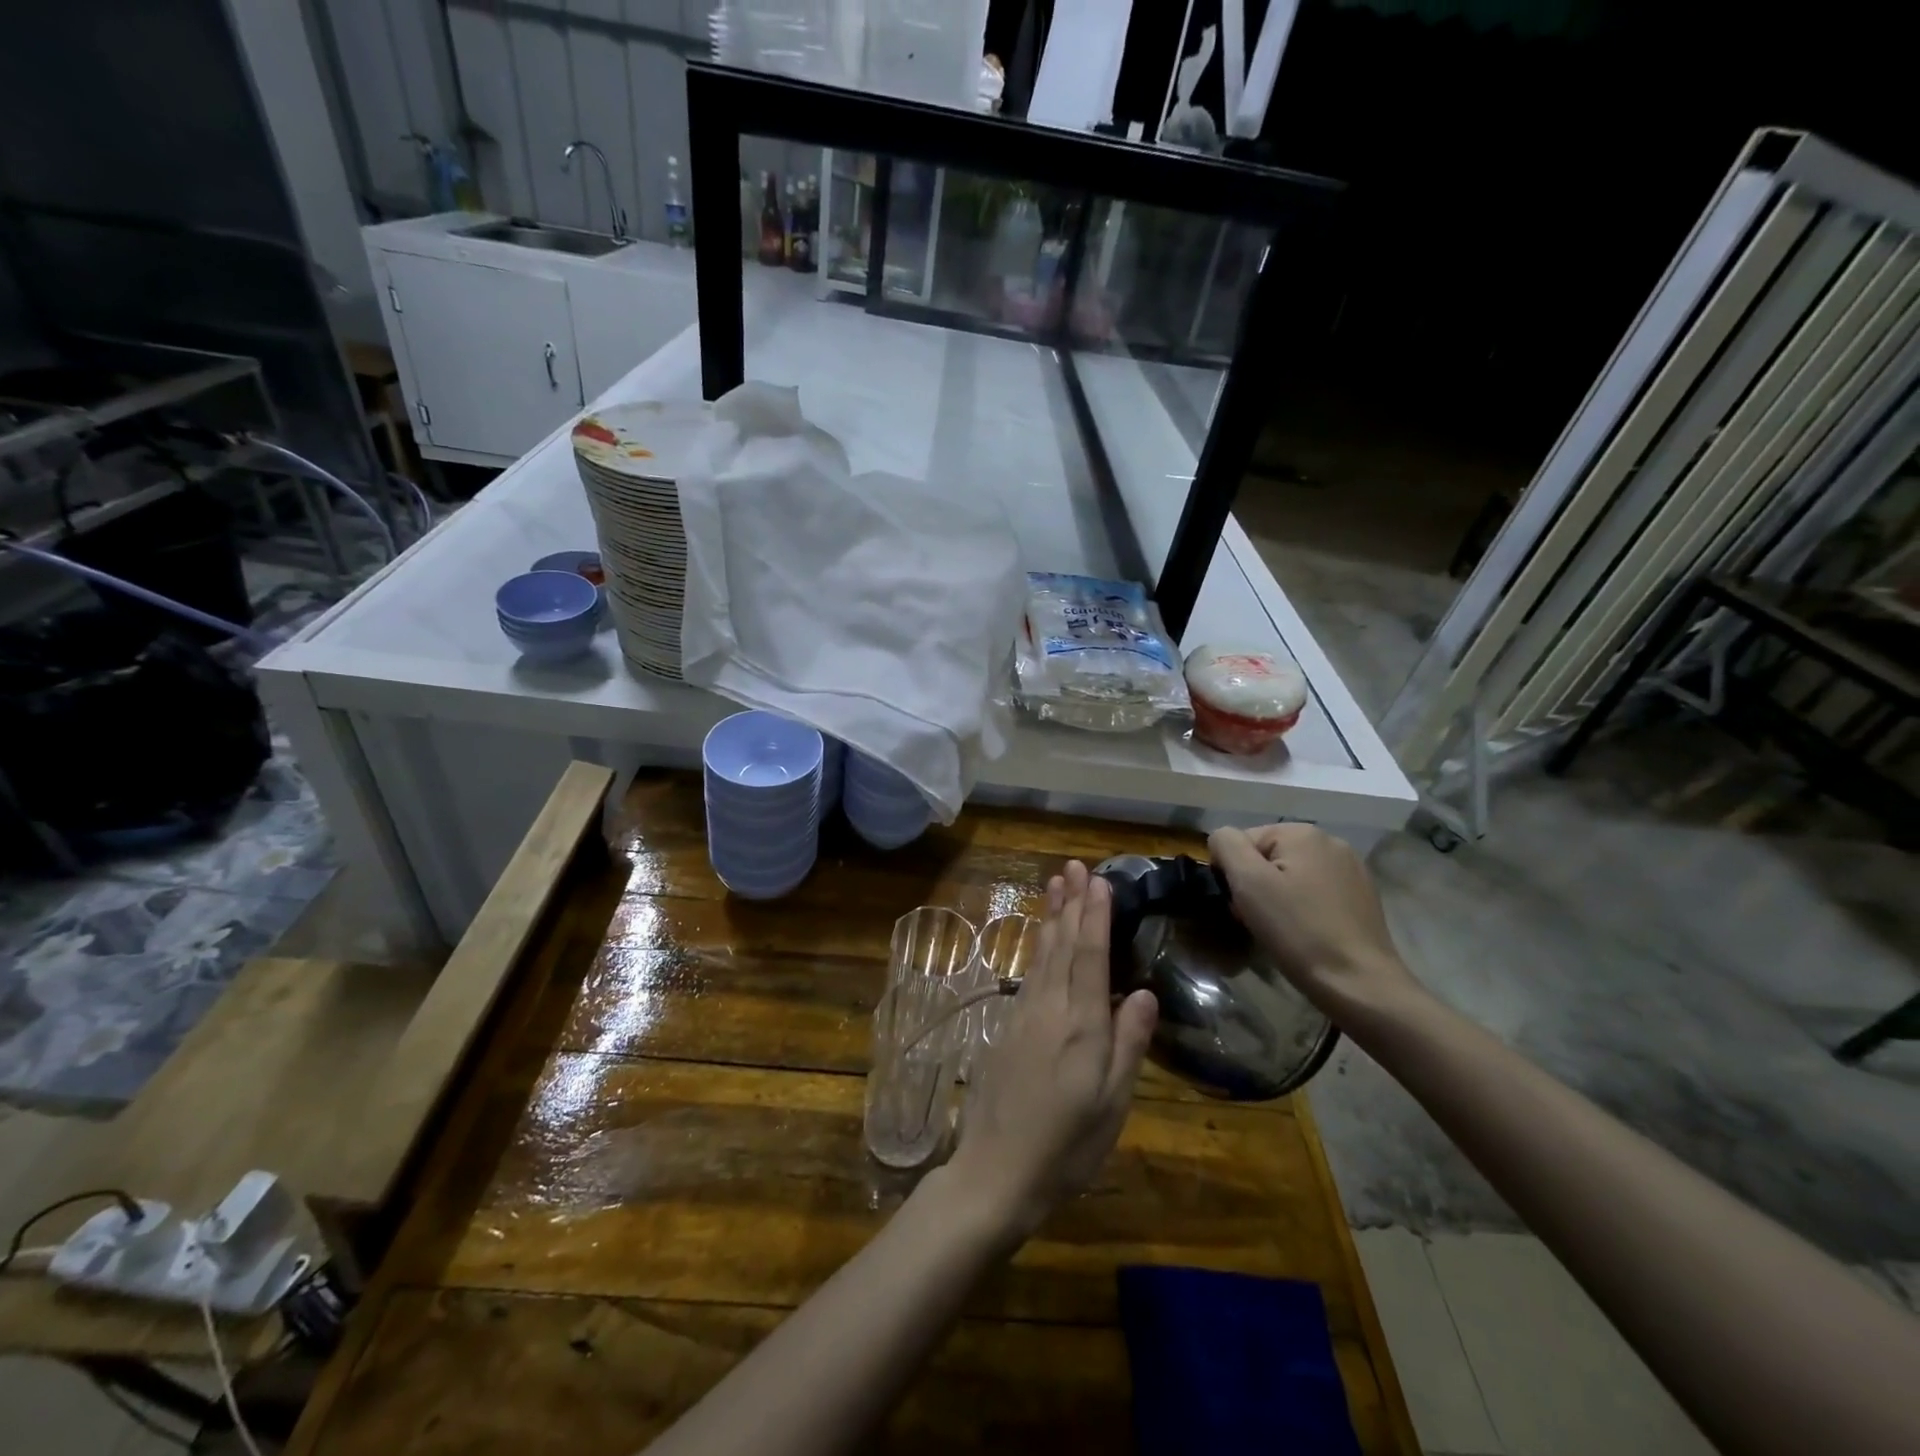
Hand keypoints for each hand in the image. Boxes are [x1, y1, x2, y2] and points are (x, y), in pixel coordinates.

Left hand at [944, 861, 1157, 1243]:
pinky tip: (1042, 939)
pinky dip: (1038, 946)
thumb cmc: (1066, 1145)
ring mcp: (1023, 1015)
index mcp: (1080, 1025)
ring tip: (1055, 885)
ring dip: (1051, 917)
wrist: (995, 1171)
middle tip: (1073, 866)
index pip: (1089, 956)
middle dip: (1070, 903)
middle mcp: (1049, 1008)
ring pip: (1042, 954)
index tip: (1098, 880)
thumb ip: (1128, 1044)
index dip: (1094, 916)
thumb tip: (1143, 992)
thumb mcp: (1112, 1104)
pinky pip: (1029, 972)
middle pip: (1062, 945)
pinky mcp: (1008, 1027)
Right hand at [1207, 824, 1416, 1011]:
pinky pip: (1315, 892)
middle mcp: (1330, 841)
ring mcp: (1351, 869)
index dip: (1234, 874)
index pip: (1243, 842)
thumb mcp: (1248, 882)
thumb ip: (1227, 845)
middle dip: (1256, 886)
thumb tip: (1222, 839)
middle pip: (1268, 857)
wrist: (1359, 984)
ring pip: (1291, 875)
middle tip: (1257, 921)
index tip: (1241, 907)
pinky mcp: (1362, 896)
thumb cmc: (1298, 931)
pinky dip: (1302, 907)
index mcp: (1302, 832)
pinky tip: (1306, 932)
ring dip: (1277, 897)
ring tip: (1281, 930)